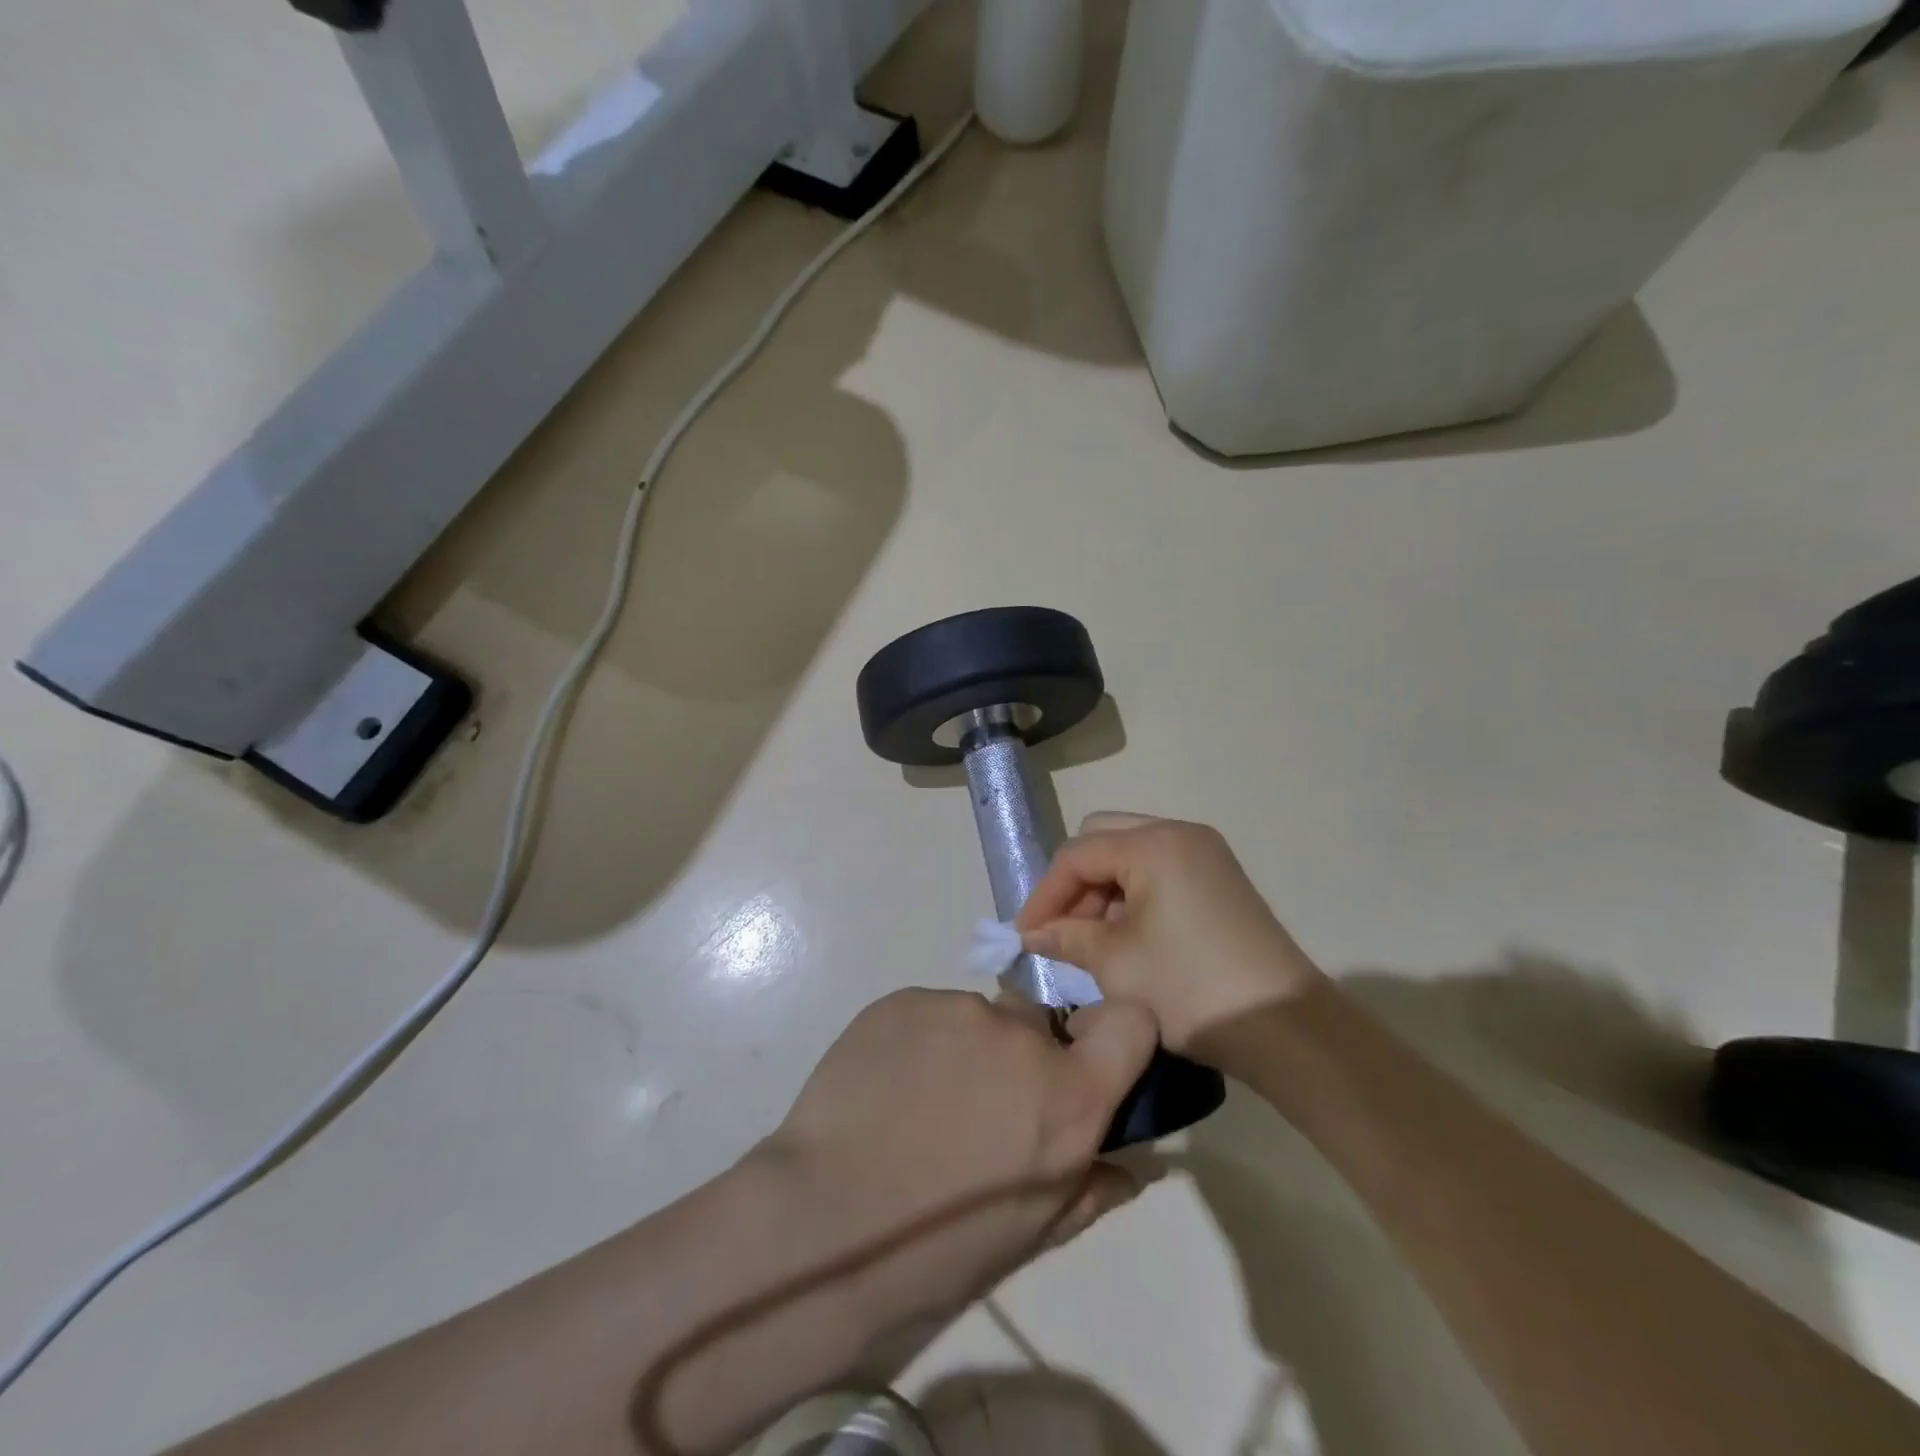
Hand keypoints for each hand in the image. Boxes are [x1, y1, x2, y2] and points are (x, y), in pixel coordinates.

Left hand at [755, 987, 1158, 1357]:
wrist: (823, 1220)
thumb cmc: (938, 1249)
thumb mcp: (1029, 1235)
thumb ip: (1090, 1187)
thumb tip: (1131, 1166)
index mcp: (1067, 1095)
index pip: (1131, 1022)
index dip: (1115, 1036)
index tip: (1088, 1064)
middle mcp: (1020, 1035)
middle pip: (1040, 1025)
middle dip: (1022, 1058)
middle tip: (978, 1108)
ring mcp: (957, 1008)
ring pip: (978, 1019)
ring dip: (965, 1051)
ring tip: (919, 1105)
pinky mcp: (902, 998)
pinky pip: (928, 1013)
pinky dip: (918, 1042)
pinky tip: (886, 1087)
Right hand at [1015, 813, 1327, 1055]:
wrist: (1285, 1028)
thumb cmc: (1190, 989)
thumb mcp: (1115, 963)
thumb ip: (1066, 936)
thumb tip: (1034, 934)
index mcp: (1154, 843)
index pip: (1077, 855)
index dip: (1044, 895)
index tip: (1023, 936)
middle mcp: (1180, 833)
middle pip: (1103, 839)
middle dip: (1074, 885)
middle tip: (1060, 931)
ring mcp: (1205, 854)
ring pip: (1130, 854)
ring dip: (1102, 891)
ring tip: (1091, 941)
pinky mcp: (1219, 879)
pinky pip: (1158, 870)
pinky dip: (1132, 895)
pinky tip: (1126, 937)